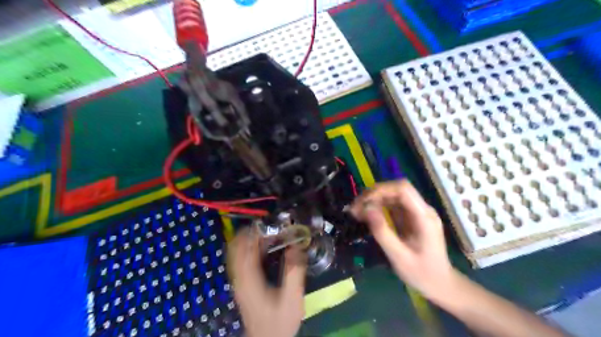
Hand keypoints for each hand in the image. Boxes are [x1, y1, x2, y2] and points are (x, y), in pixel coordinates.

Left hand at [229, 227, 306, 336]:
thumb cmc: (279, 321)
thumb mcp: (292, 297)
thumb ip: (294, 271)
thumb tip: (297, 246)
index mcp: (249, 278)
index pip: (244, 248)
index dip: (252, 233)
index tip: (265, 222)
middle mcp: (240, 277)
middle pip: (236, 247)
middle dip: (249, 233)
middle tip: (267, 225)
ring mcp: (239, 281)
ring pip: (237, 253)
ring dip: (249, 240)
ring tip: (267, 232)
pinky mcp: (243, 284)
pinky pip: (242, 260)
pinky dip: (250, 249)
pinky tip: (263, 247)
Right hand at [350, 179, 452, 299]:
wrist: (440, 284)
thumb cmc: (421, 273)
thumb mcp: (399, 256)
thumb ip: (382, 232)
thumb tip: (366, 208)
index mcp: (424, 217)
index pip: (403, 189)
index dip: (381, 190)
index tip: (362, 203)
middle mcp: (422, 209)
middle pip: (396, 189)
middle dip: (374, 194)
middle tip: (355, 208)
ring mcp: (417, 212)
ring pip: (392, 195)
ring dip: (373, 200)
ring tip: (356, 211)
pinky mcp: (411, 217)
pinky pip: (392, 205)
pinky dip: (377, 207)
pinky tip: (366, 215)